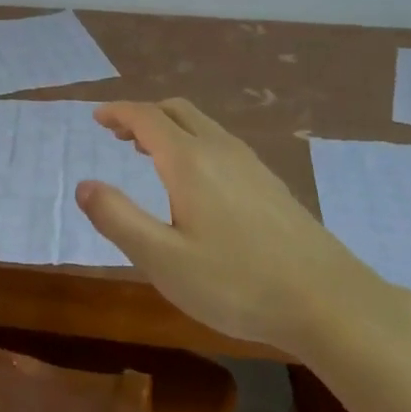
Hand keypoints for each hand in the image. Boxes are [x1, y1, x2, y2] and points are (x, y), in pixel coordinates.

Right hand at [75, 99, 406, 352]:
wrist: (327, 300)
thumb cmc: (237, 283)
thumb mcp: (163, 260)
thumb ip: (118, 219)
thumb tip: (83, 186)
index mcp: (190, 161)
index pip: (146, 117)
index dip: (118, 112)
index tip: (97, 116)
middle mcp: (220, 150)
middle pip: (177, 111)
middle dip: (143, 115)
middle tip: (117, 133)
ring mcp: (250, 164)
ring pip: (202, 125)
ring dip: (170, 127)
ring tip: (147, 152)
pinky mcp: (269, 183)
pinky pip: (221, 143)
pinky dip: (193, 142)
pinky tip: (195, 180)